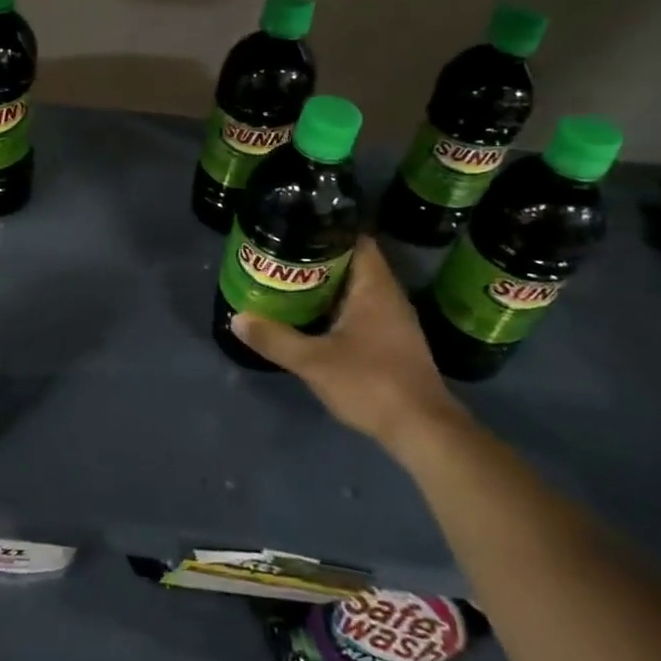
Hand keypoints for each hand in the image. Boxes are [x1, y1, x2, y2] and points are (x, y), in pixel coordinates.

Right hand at [230, 237, 465, 453]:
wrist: (422, 430)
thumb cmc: (370, 383)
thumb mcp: (313, 361)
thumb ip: (275, 339)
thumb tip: (238, 318)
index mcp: (375, 287)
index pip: (355, 240)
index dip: (325, 231)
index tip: (294, 231)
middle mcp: (389, 297)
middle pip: (352, 264)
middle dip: (317, 261)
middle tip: (280, 259)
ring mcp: (394, 321)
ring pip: (355, 290)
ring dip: (326, 288)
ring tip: (288, 285)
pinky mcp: (393, 343)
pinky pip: (361, 312)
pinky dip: (337, 310)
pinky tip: (312, 320)